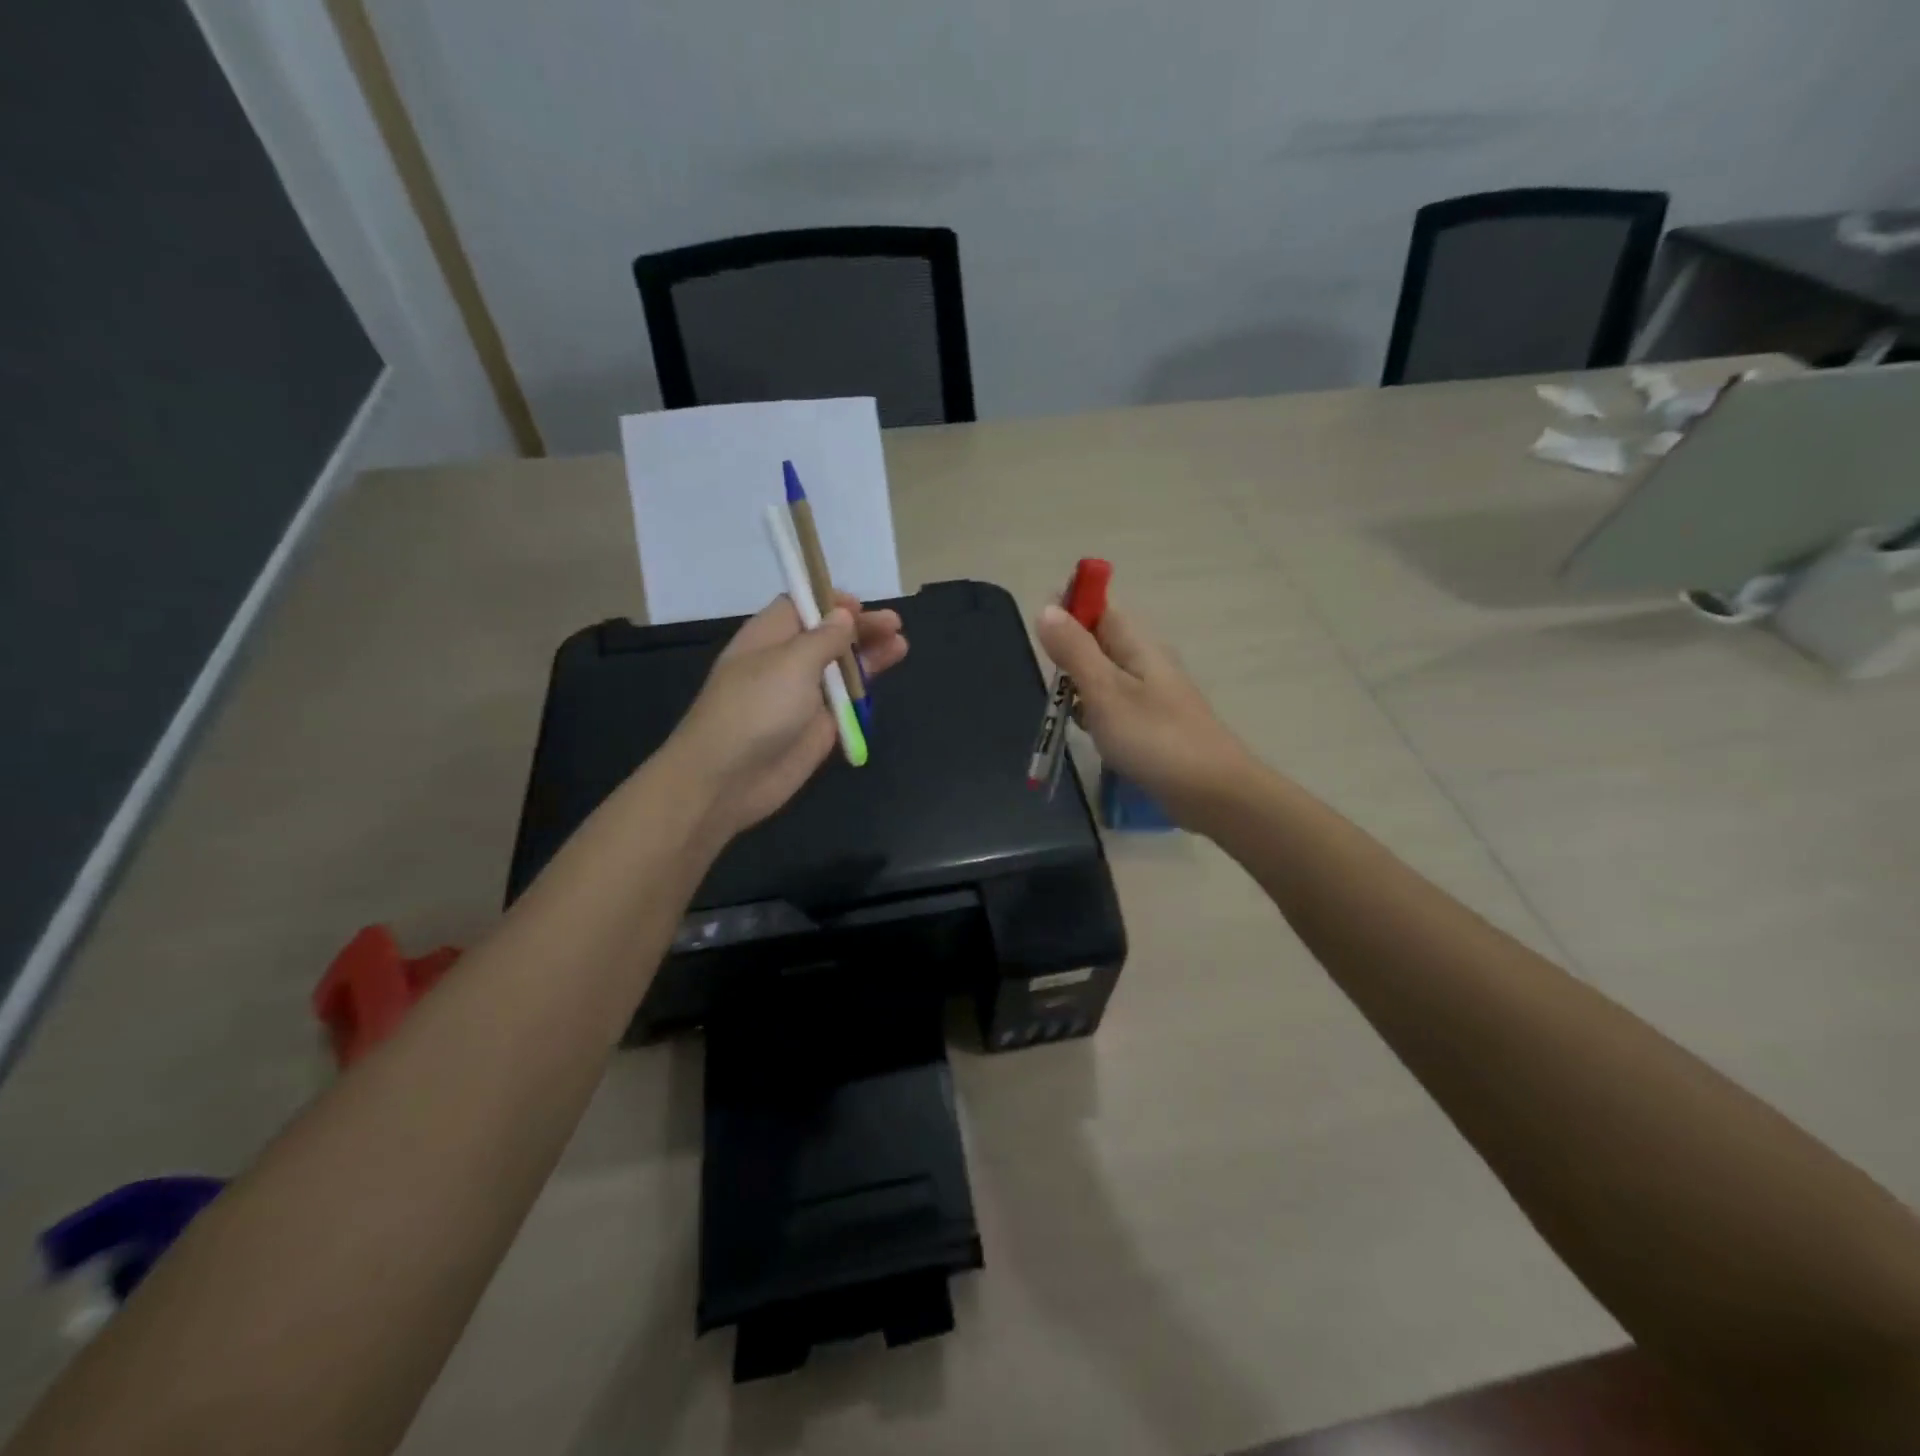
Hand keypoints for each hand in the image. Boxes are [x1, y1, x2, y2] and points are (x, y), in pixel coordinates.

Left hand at [670, 592, 906, 840]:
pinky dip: (865, 689)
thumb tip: (843, 615)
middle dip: (859, 628)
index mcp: (768, 637)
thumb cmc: (755, 709)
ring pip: (841, 668)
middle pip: (827, 636)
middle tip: (895, 624)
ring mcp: (802, 697)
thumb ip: (823, 638)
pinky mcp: (818, 728)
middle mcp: (785, 663)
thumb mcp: (790, 663)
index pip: (801, 607)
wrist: (728, 779)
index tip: (861, 605)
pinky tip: (886, 677)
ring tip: (901, 644)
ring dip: (869, 655)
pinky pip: (845, 702)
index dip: (830, 602)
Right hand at [1035, 601, 1252, 827]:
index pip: (1101, 608)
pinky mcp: (1153, 725)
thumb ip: (1074, 651)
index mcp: (1138, 645)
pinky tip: (1091, 735)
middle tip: (1055, 685)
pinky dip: (1097, 715)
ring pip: (1105, 677)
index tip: (1042, 635)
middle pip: (1100, 643)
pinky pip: (1115, 707)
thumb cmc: (1153, 738)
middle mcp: (1147, 662)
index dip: (1071, 609)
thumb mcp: (1104, 691)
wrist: (1211, 792)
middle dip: (1071, 656)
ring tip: (1068, 714)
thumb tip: (1047, 609)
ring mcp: (1153, 695)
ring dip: (1081, 689)